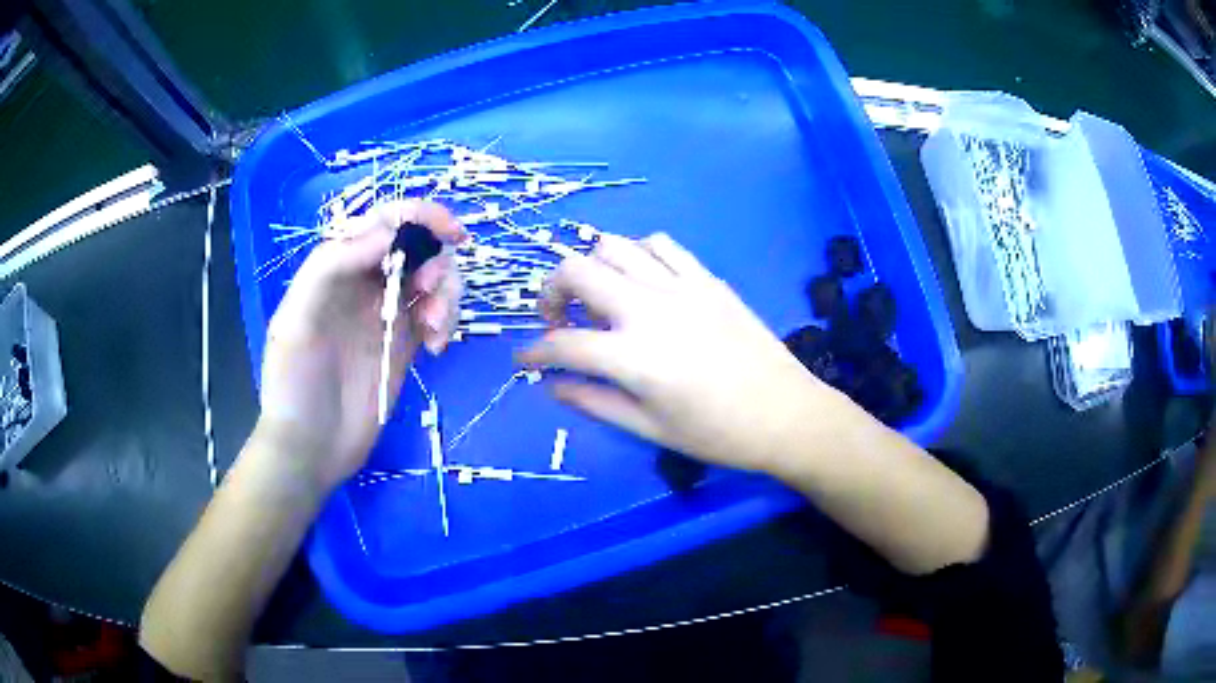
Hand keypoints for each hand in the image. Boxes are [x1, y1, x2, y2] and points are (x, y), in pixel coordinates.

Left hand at [258, 200, 464, 490]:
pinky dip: (447, 321)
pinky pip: (438, 315)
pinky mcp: (406, 344)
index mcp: (335, 268)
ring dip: (447, 294)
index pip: (381, 223)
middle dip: (437, 259)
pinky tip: (437, 347)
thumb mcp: (296, 320)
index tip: (451, 231)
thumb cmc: (293, 384)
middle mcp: (364, 284)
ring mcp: (387, 314)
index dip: (419, 215)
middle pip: (416, 246)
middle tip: (432, 291)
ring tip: (437, 331)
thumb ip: (331, 266)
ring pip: (433, 279)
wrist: (311, 449)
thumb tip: (386, 232)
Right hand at [518, 233, 831, 472]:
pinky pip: (661, 244)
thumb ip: (595, 403)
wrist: (786, 413)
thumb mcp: (650, 429)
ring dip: (594, 268)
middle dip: (551, 292)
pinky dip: (638, 254)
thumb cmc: (718, 433)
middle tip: (558, 320)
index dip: (534, 351)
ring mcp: (681, 287)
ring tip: (600, 298)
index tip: (524, 358)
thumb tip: (552, 386)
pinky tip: (642, 280)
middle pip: (577, 271)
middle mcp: (650, 309)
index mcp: (634, 357)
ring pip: (615, 246)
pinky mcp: (707, 279)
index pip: (563, 345)